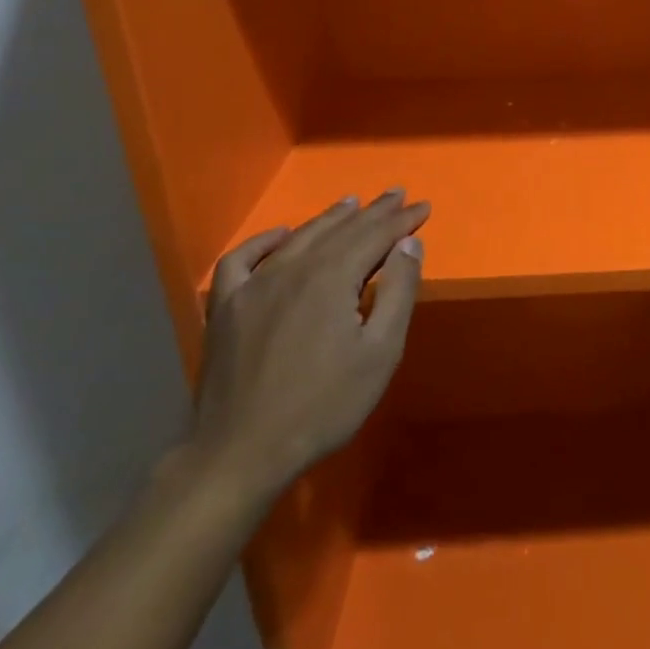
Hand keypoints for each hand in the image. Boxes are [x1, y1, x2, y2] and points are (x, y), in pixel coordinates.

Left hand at [188, 191, 428, 507]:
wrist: (241, 452)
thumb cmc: (323, 405)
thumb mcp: (380, 352)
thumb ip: (398, 291)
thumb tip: (409, 244)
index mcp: (332, 277)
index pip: (375, 235)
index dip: (402, 220)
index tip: (423, 207)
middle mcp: (293, 268)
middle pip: (341, 229)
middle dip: (374, 212)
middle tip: (397, 196)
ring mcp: (253, 285)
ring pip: (299, 237)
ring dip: (331, 218)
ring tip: (353, 203)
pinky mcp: (225, 307)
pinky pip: (243, 259)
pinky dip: (264, 241)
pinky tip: (281, 235)